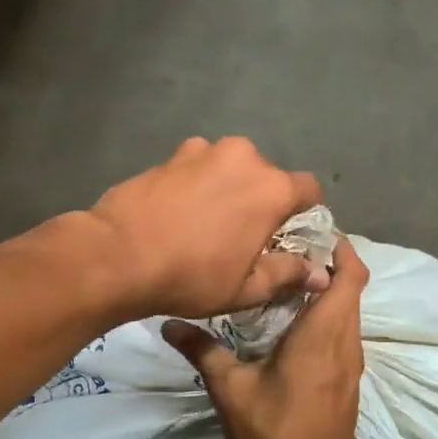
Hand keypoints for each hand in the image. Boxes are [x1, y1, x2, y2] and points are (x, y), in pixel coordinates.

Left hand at [88, 137, 326, 318]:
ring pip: (231, 168)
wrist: (117, 255)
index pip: (310, 189)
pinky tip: (179, 210)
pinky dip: (198, 182)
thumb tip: (320, 275)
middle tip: (244, 234)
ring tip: (207, 221)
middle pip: (268, 176)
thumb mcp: (246, 288)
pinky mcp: (171, 154)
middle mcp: (244, 157)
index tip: (289, 235)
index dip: (305, 212)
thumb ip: (288, 274)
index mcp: (272, 188)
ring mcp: (204, 150)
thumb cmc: (191, 276)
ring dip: (229, 187)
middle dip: (263, 200)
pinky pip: (199, 165)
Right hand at [162, 238, 368, 438]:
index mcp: (324, 333)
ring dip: (328, 293)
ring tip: (286, 283)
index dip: (341, 248)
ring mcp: (352, 365)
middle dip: (329, 265)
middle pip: (352, 289)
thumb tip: (169, 322)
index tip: (313, 232)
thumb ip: (202, 350)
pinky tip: (293, 328)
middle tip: (288, 251)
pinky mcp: (348, 383)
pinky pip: (345, 336)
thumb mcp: (230, 389)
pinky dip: (328, 319)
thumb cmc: (272, 435)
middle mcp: (346, 342)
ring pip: (349, 313)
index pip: (351, 275)